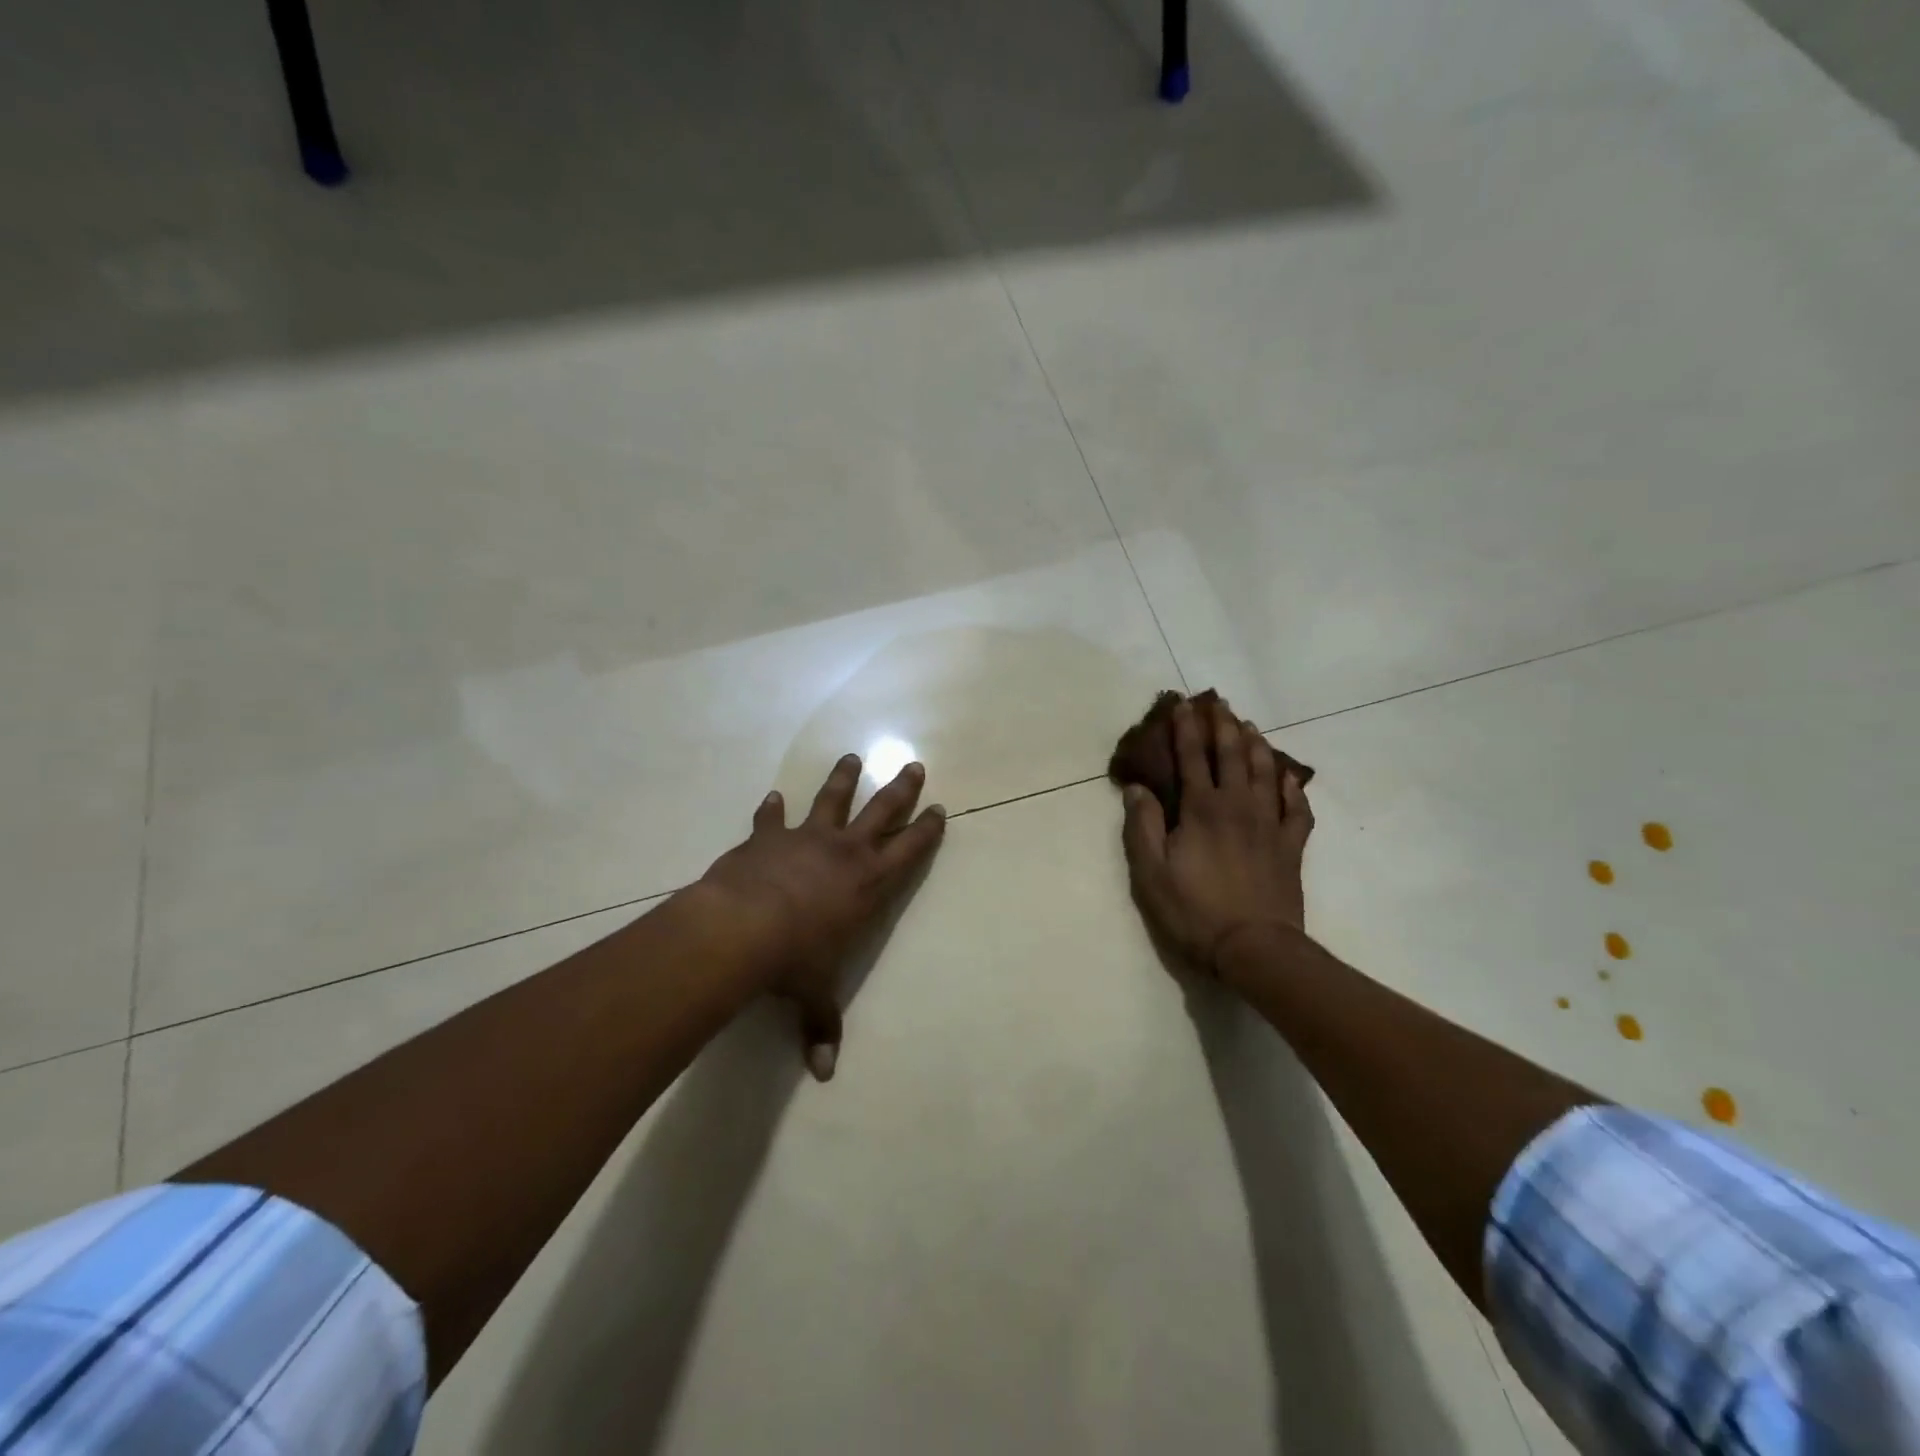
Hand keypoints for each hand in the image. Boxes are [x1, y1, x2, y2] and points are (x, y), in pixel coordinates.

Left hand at [699, 754, 945, 1079]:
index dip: (926, 830)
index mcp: (868, 884)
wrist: (741, 927)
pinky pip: (772, 818)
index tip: (939, 809)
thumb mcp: (813, 994)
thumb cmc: (792, 960)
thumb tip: (824, 1073)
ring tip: (851, 757)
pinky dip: (772, 809)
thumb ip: (821, 1025)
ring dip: (843, 778)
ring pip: (832, 799)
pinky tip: (772, 797)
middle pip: (881, 810)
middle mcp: (844, 852)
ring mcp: (806, 839)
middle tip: (914, 765)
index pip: (909, 851)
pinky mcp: (768, 837)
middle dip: (900, 789)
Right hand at [1120, 699, 1313, 982]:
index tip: (1182, 704)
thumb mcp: (1151, 873)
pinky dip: (1293, 788)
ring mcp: (1269, 825)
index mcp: (1202, 810)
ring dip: (1256, 745)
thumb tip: (1137, 788)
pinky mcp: (1291, 847)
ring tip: (1249, 725)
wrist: (1255, 948)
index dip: (1186, 729)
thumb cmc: (1194, 911)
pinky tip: (1288, 777)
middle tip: (1218, 702)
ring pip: (1265, 773)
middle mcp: (1238, 806)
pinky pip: (1296, 809)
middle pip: (1232, 755)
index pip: (1192, 758)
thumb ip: (1143, 827)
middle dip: (1222, 725)